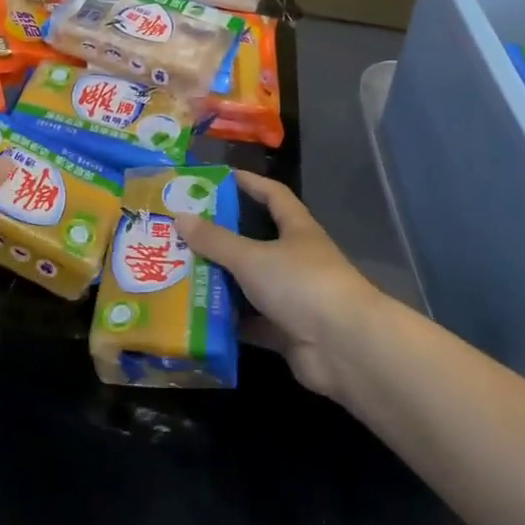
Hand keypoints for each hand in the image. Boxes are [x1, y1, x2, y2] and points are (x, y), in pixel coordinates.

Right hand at [176, 171, 385, 396]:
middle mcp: (296, 260)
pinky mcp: (287, 333)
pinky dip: (229, 322)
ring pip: (250, 285)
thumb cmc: (301, 284)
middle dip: (222, 238)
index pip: (274, 196)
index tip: (221, 176)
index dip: (251, 183)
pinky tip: (197, 317)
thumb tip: (180, 217)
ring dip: (222, 282)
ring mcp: (293, 298)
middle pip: (255, 242)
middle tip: (183, 233)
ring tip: (180, 274)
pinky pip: (251, 323)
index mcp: (296, 230)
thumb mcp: (252, 257)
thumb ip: (216, 240)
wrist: (344, 348)